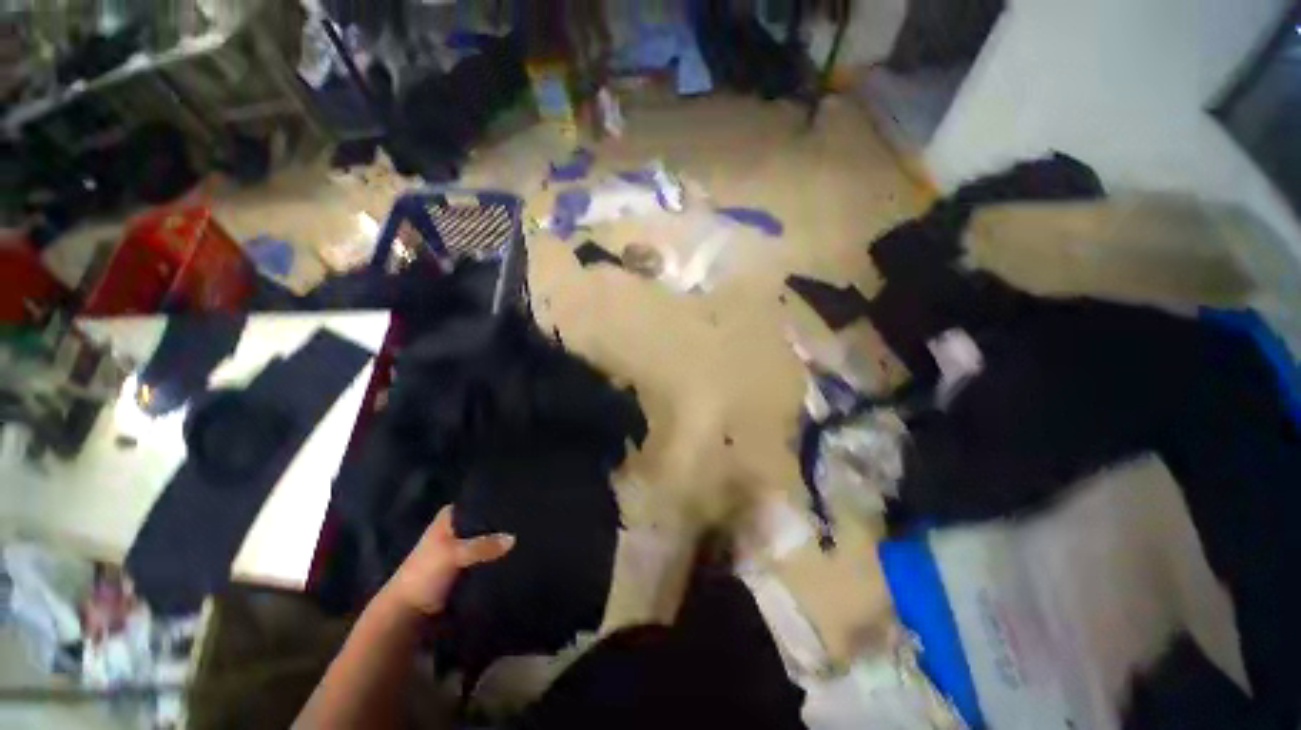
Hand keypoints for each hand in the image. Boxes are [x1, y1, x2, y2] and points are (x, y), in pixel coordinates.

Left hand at [381, 506, 514, 616]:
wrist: (409, 615)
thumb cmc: (424, 574)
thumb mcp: (453, 554)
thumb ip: (483, 545)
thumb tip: (514, 538)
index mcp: (449, 517)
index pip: (478, 501)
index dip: (496, 500)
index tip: (517, 498)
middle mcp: (457, 529)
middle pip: (485, 521)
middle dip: (502, 523)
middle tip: (526, 518)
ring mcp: (462, 549)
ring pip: (488, 540)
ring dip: (500, 542)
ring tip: (526, 534)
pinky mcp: (467, 568)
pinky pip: (488, 557)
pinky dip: (498, 557)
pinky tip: (517, 553)